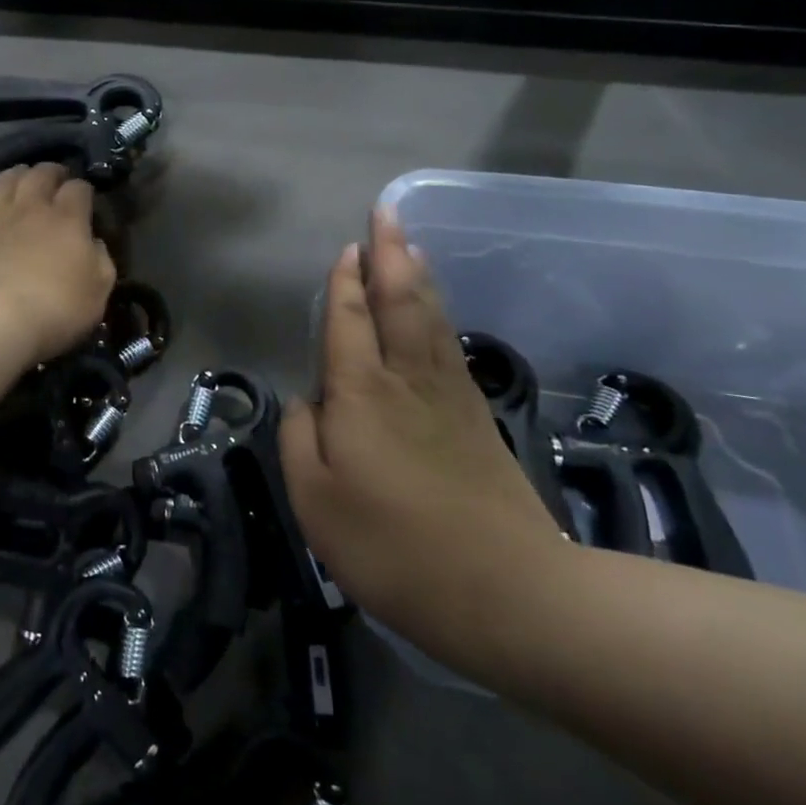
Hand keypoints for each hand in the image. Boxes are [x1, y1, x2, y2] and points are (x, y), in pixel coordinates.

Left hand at [0, 164, 116, 364]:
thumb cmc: (52, 309)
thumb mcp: (96, 293)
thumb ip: (101, 262)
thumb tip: (94, 244)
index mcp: (68, 219)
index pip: (79, 188)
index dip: (83, 190)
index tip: (85, 198)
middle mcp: (31, 206)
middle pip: (41, 173)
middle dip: (52, 172)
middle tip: (55, 179)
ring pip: (7, 178)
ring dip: (18, 175)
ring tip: (22, 180)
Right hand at [279, 206, 566, 673]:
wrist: (506, 593)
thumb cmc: (393, 547)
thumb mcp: (315, 501)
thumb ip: (299, 439)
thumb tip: (306, 402)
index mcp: (361, 392)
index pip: (350, 319)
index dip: (345, 282)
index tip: (349, 246)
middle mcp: (405, 378)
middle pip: (398, 300)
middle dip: (390, 252)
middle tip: (386, 212)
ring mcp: (447, 395)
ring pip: (429, 317)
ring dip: (417, 274)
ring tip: (410, 245)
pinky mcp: (475, 418)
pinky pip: (449, 345)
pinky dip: (439, 313)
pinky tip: (436, 309)